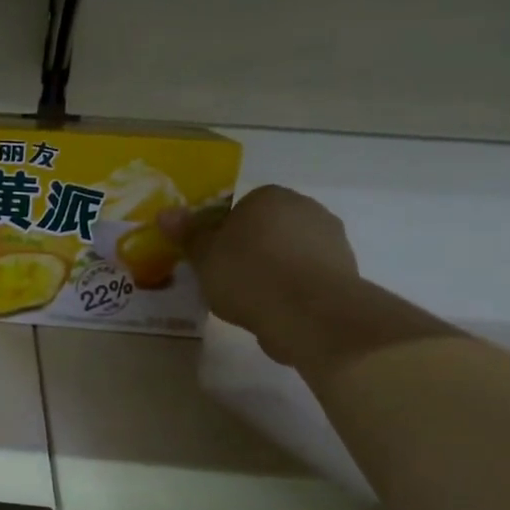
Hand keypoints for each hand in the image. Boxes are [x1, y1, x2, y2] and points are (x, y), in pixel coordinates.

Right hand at [160, 185, 360, 367]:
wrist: (309, 312)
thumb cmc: (248, 275)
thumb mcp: (204, 256)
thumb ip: (187, 234)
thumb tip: (165, 212)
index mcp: (269, 196)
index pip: (240, 208)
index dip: (222, 234)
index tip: (212, 260)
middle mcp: (305, 208)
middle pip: (266, 228)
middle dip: (249, 250)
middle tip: (226, 280)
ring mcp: (330, 239)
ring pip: (288, 252)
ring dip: (272, 270)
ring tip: (250, 301)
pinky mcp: (344, 270)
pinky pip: (306, 275)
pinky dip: (291, 288)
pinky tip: (275, 309)